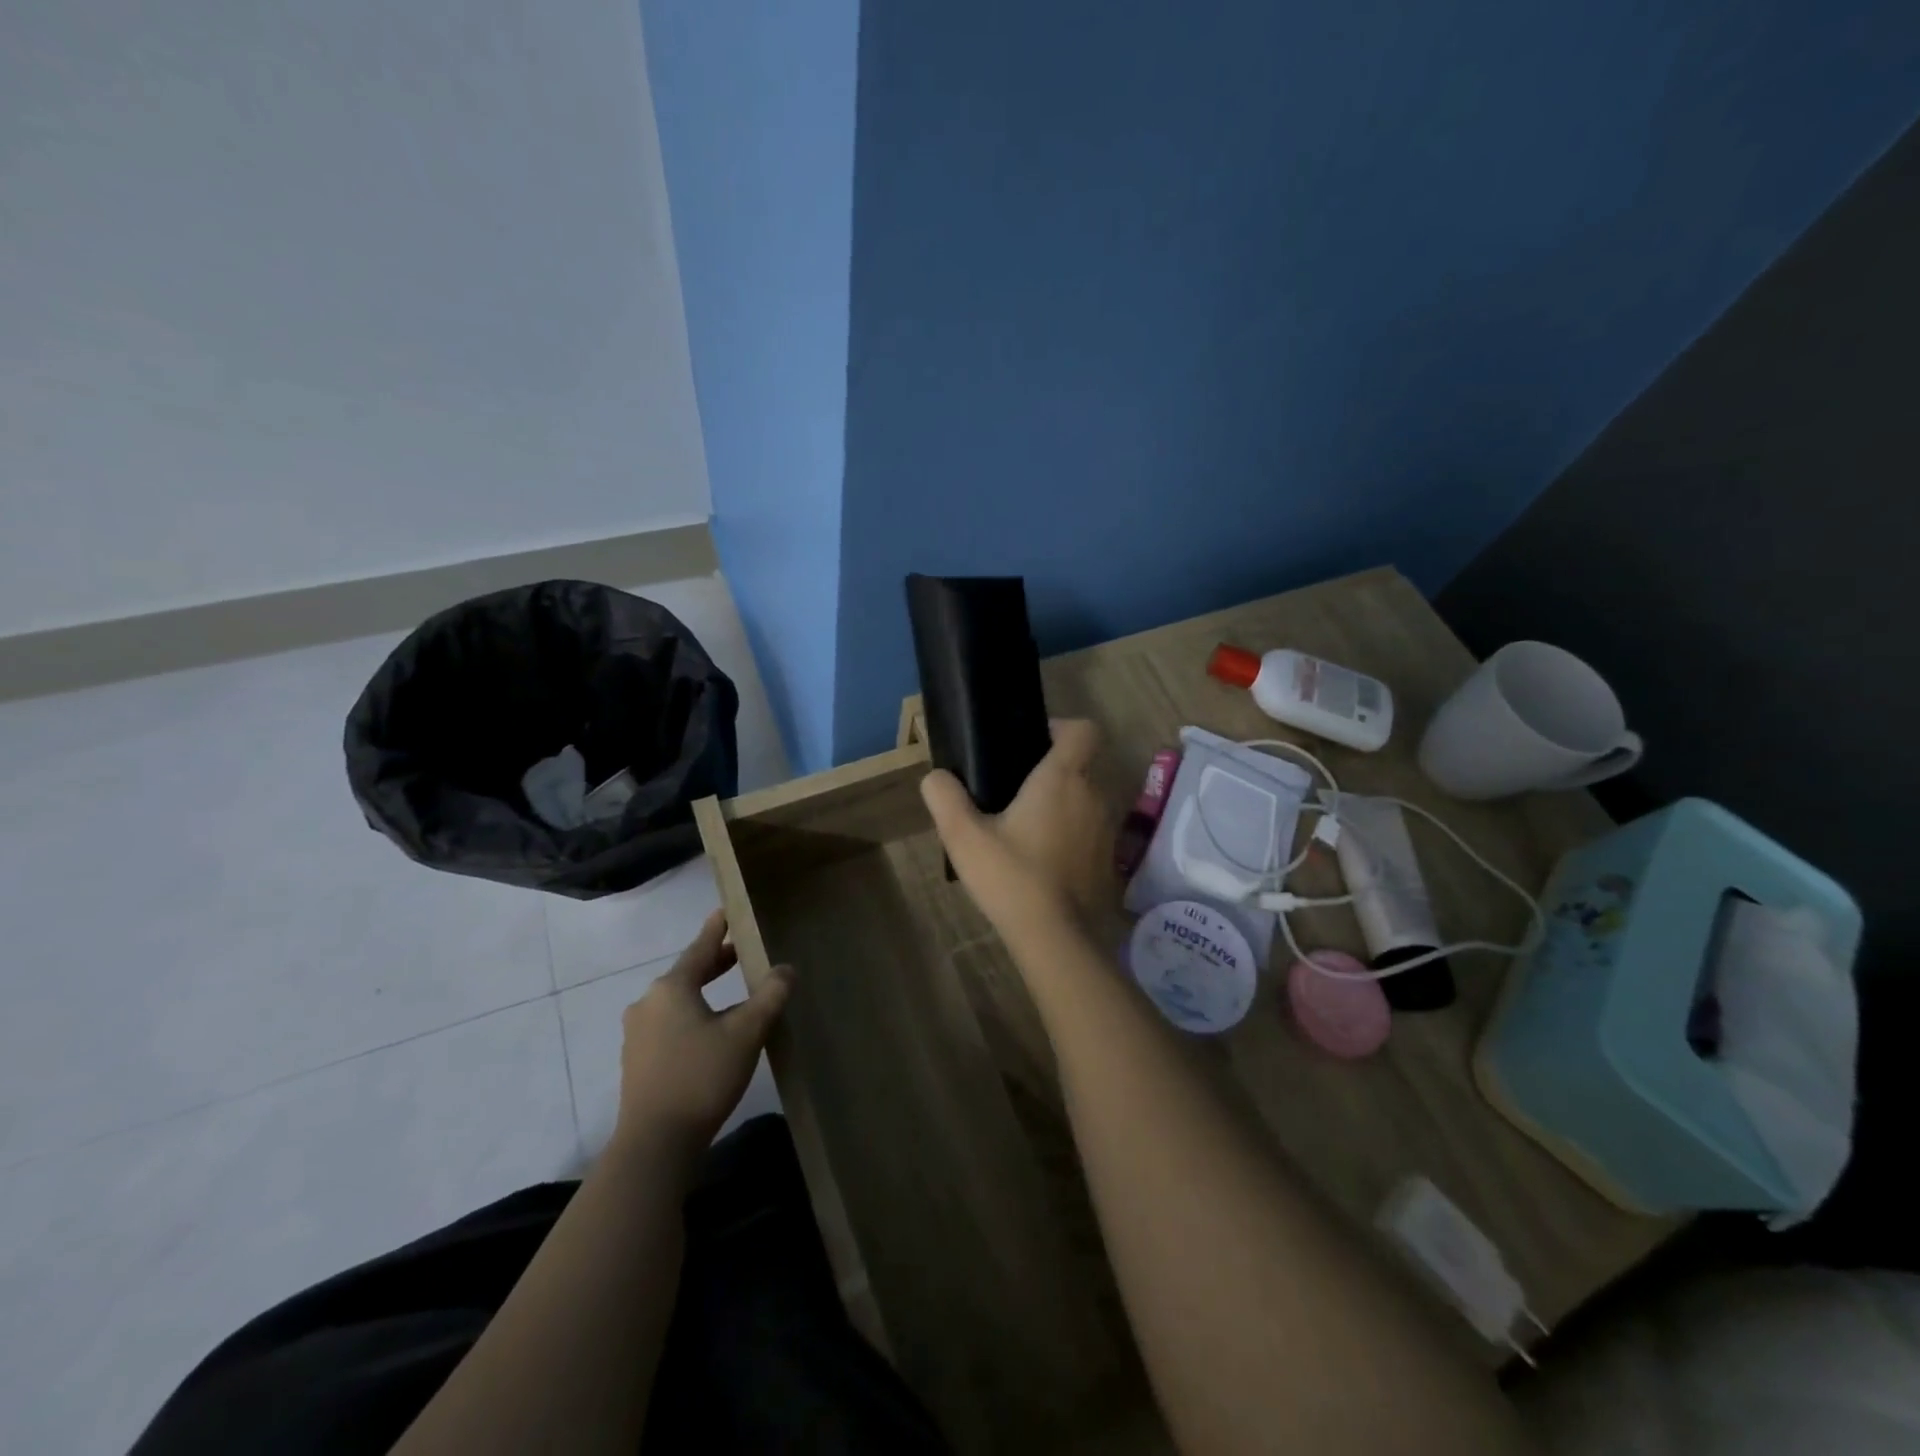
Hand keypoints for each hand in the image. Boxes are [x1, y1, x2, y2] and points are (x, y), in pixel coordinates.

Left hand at [614, 910, 792, 1162]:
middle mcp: (648, 1003)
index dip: (717, 929)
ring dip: (704, 991)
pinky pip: (669, 1023)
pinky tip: (710, 1031)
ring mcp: (637, 1033)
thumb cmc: (701, 1077)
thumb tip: (786, 969)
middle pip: (688, 973)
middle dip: (715, 962)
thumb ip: (770, 996)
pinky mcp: (637, 1060)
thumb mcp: (746, 1033)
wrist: (655, 1144)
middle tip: (741, 951)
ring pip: (678, 1000)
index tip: (727, 910)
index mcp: (671, 988)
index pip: (700, 948)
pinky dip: (692, 1015)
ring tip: (731, 992)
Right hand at [920, 718, 1112, 936]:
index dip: (1061, 728)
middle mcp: (1093, 795)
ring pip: (1087, 798)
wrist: (1056, 938)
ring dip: (1064, 803)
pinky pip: (1091, 830)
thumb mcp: (964, 837)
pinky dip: (1073, 833)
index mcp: (1062, 778)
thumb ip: (945, 798)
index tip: (1033, 744)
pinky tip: (1044, 859)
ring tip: (1027, 827)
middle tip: (1015, 791)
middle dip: (1053, 770)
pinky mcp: (1110, 859)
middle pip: (1081, 764)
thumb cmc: (1011, 877)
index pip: (1083, 729)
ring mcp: (1107, 829)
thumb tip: (936, 777)